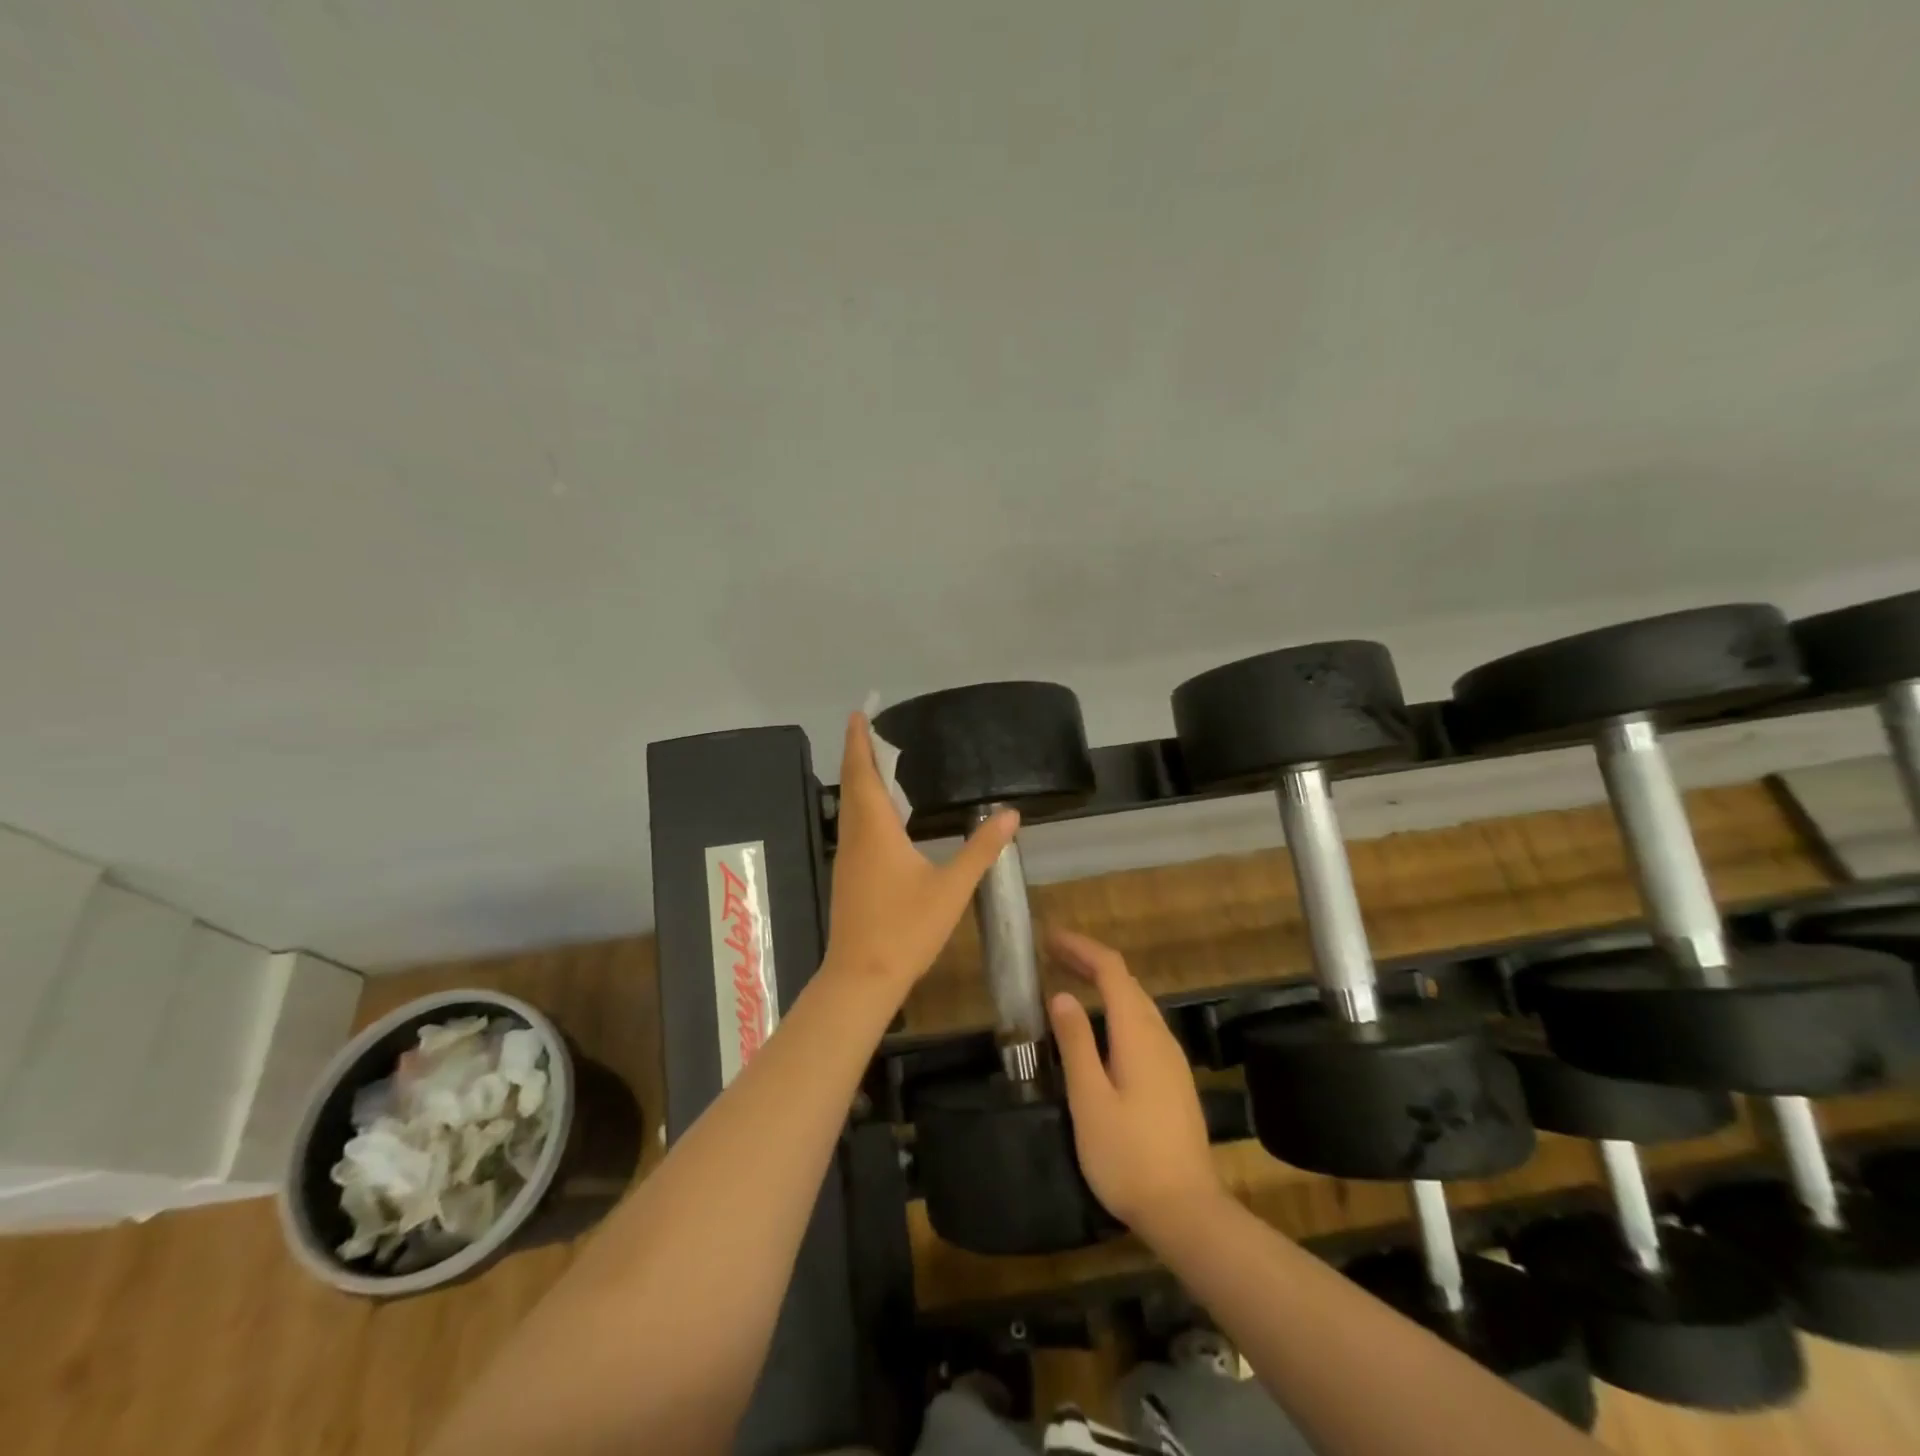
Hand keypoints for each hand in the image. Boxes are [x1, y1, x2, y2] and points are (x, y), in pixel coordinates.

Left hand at [824, 713, 1018, 1000]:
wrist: (862, 977)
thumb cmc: (906, 929)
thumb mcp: (952, 888)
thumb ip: (981, 850)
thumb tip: (1011, 814)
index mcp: (875, 829)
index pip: (863, 773)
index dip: (859, 741)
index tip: (858, 713)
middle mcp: (855, 837)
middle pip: (852, 785)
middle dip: (858, 753)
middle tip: (869, 728)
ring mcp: (847, 858)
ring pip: (849, 807)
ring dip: (859, 779)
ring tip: (877, 762)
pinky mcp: (848, 876)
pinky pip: (853, 826)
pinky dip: (862, 805)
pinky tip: (880, 816)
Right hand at [1047, 929, 1224, 1231]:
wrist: (1186, 1211)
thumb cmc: (1128, 1156)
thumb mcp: (1090, 1099)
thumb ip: (1076, 1043)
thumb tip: (1061, 995)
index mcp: (1138, 1033)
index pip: (1111, 971)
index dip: (1081, 948)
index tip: (1049, 940)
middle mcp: (1160, 1036)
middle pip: (1126, 982)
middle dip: (1090, 961)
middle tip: (1052, 955)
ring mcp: (1172, 1059)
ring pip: (1137, 1003)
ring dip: (1104, 984)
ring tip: (1070, 980)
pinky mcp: (1173, 1080)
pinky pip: (1143, 1025)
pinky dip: (1116, 1008)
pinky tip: (1101, 1027)